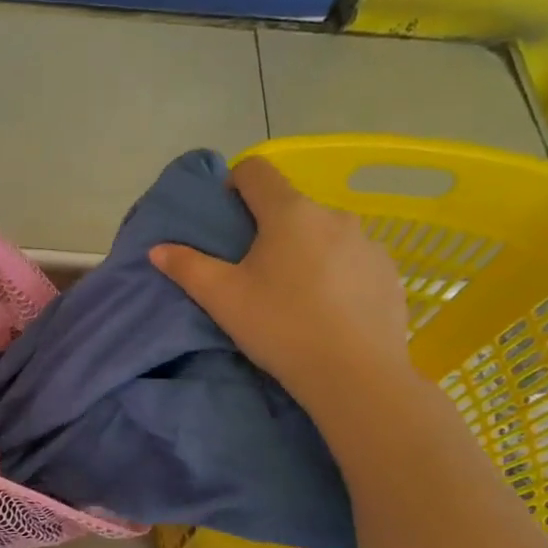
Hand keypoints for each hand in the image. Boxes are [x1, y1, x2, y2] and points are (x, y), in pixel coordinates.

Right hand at [150, 157, 413, 417]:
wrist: (355, 376)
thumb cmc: (280, 327)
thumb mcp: (222, 299)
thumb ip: (187, 267)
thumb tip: (157, 249)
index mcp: (289, 212)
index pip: (256, 170)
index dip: (234, 184)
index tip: (226, 220)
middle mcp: (334, 215)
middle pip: (291, 207)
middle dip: (270, 229)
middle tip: (254, 273)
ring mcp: (369, 243)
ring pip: (325, 235)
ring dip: (306, 252)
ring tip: (294, 297)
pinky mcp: (389, 273)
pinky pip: (354, 261)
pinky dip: (337, 275)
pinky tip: (329, 312)